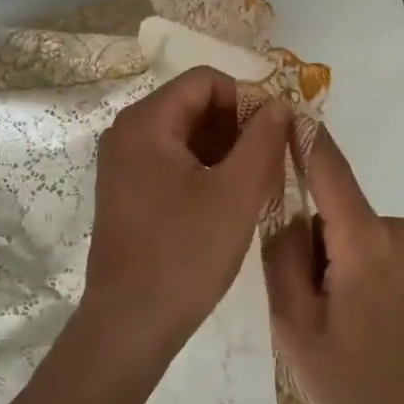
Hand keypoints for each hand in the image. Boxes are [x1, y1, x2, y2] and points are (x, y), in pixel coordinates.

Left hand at [83, 67, 290, 359]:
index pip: (205, 81)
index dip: (247, 97)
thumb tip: (279, 104)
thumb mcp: (236, 193)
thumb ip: (263, 140)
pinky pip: (173, 159)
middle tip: (272, 159)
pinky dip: (205, 167)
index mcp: (146, 122)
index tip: (276, 131)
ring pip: (185, 133)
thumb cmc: (185, 253)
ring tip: (257, 181)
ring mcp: (124, 162)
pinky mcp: (128, 189)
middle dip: (237, 125)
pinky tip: (230, 197)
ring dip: (225, 148)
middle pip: (193, 104)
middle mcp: (127, 132)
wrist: (131, 322)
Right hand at [263, 124, 403, 403]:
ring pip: (371, 236)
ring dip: (355, 260)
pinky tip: (388, 323)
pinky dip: (382, 271)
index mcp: (367, 246)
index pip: (332, 173)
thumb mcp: (294, 327)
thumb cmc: (355, 386)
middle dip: (326, 244)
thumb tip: (290, 215)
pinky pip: (397, 252)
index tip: (292, 109)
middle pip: (346, 215)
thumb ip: (282, 258)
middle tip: (323, 306)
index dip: (310, 139)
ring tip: (358, 322)